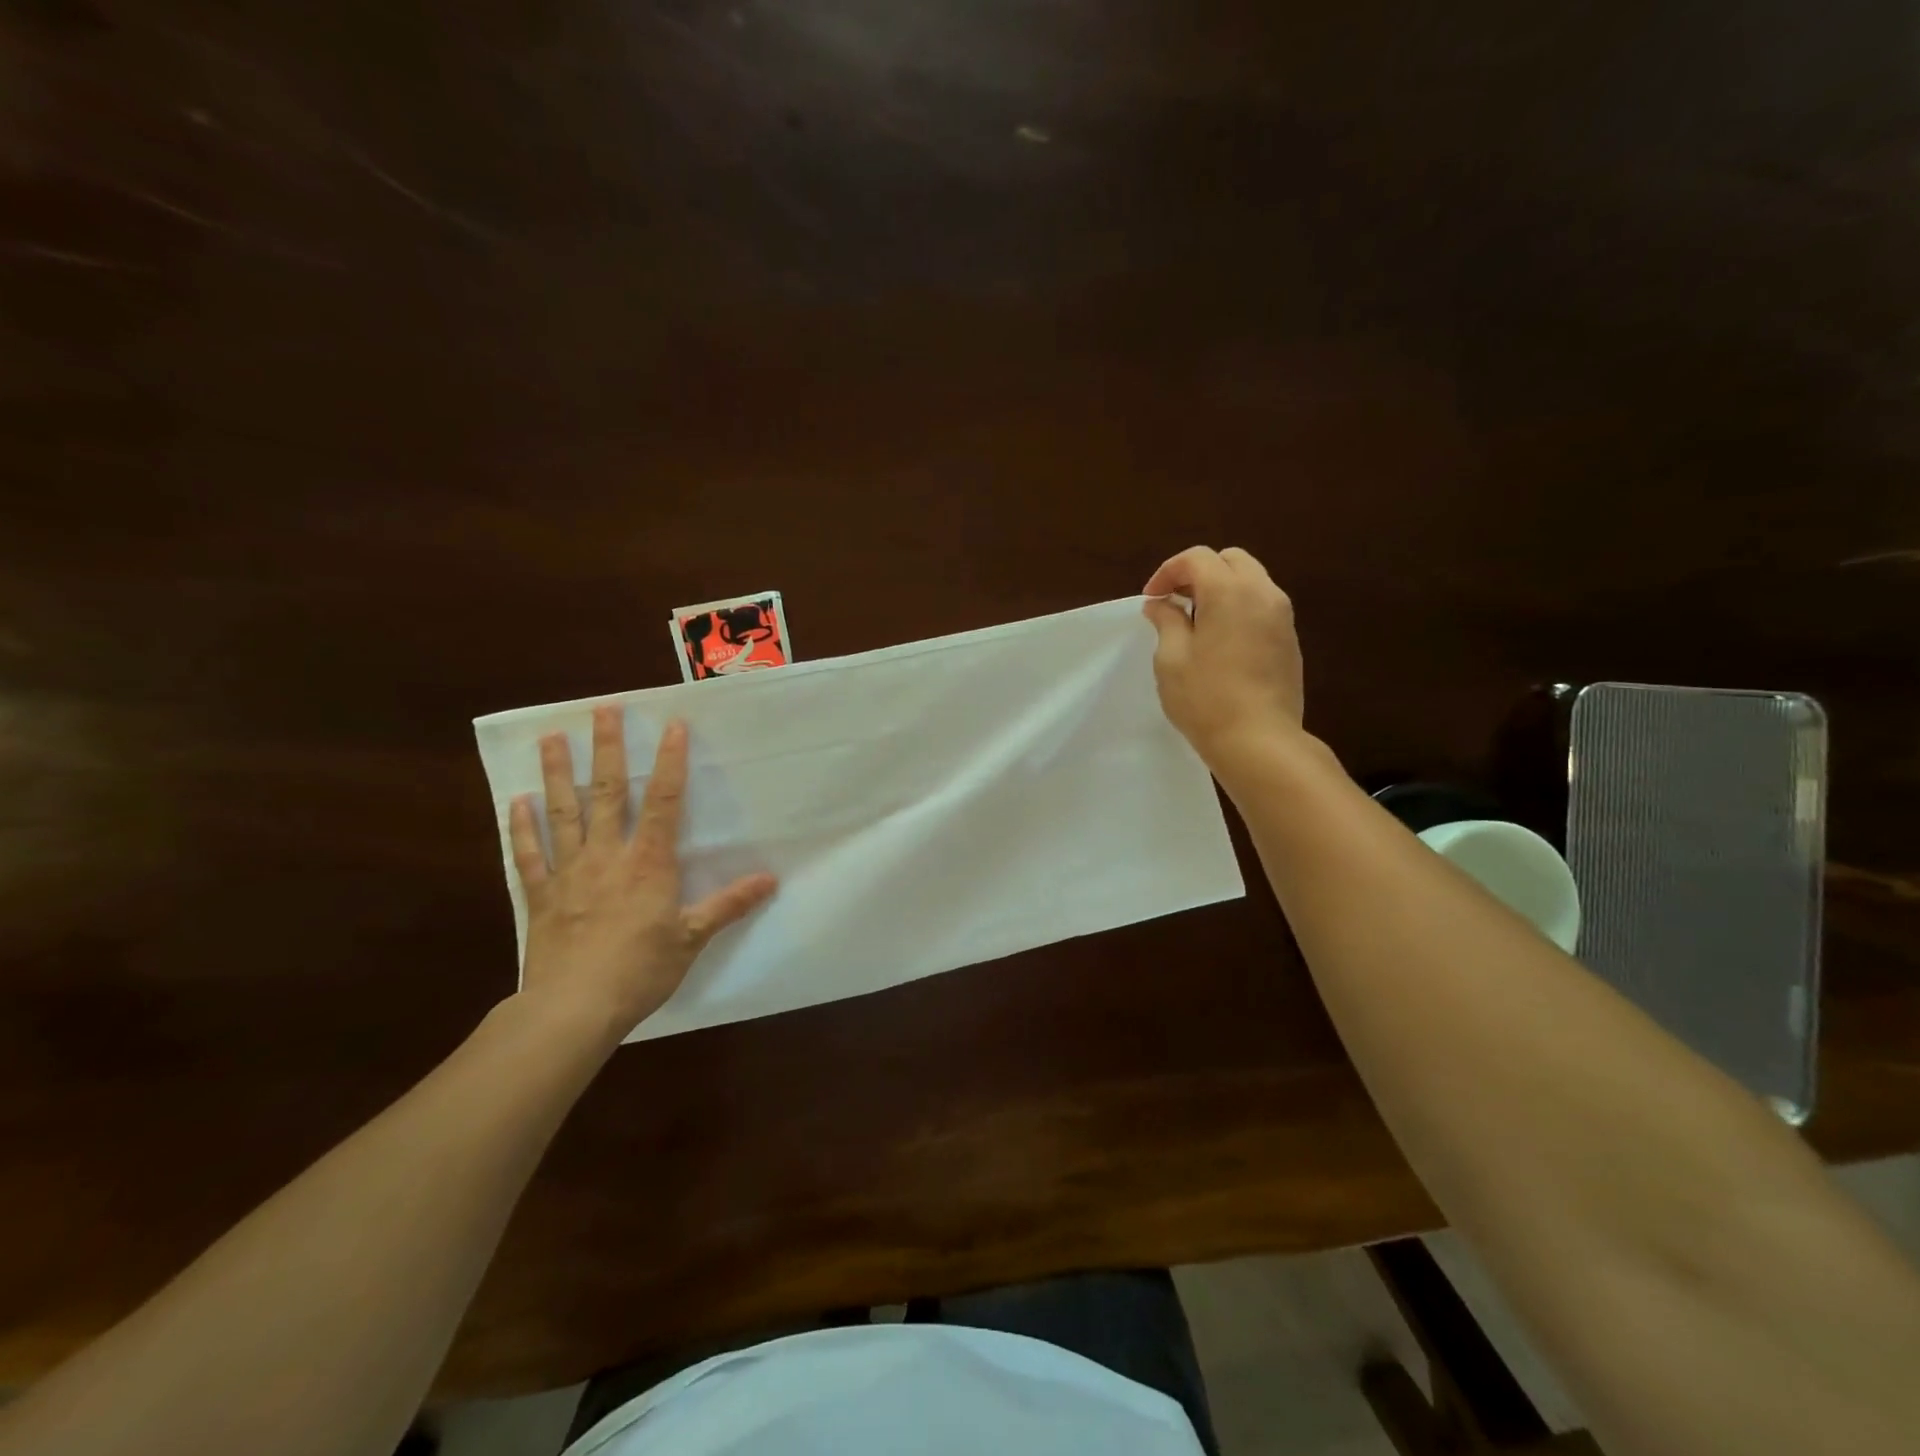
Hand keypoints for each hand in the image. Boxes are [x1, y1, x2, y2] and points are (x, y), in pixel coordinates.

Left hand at [508, 707, 776, 1037]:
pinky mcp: (541, 897)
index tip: (672, 725)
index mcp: (648, 863)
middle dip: (606, 749)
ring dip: (556, 774)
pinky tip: (516, 802)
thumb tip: (771, 880)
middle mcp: (607, 856)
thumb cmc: (640, 970)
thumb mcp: (693, 938)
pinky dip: (522, 828)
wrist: (573, 1009)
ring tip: (551, 738)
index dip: (669, 761)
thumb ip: (728, 904)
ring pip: (562, 813)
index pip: (662, 801)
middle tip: (602, 710)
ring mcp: (569, 873)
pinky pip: (530, 855)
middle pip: (606, 793)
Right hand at [1142, 545, 1305, 768]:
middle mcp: (1263, 593)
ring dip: (1220, 590)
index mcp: (1230, 591)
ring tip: (1195, 622)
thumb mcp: (1171, 658)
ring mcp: (1282, 617)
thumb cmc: (1206, 699)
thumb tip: (1161, 604)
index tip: (1152, 599)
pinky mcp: (1290, 640)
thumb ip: (1166, 621)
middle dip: (1198, 573)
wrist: (1259, 741)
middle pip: (1230, 561)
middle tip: (1175, 603)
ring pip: (1250, 581)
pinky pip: (1262, 606)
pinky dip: (1238, 608)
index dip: (1168, 572)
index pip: (1197, 558)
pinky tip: (1220, 641)